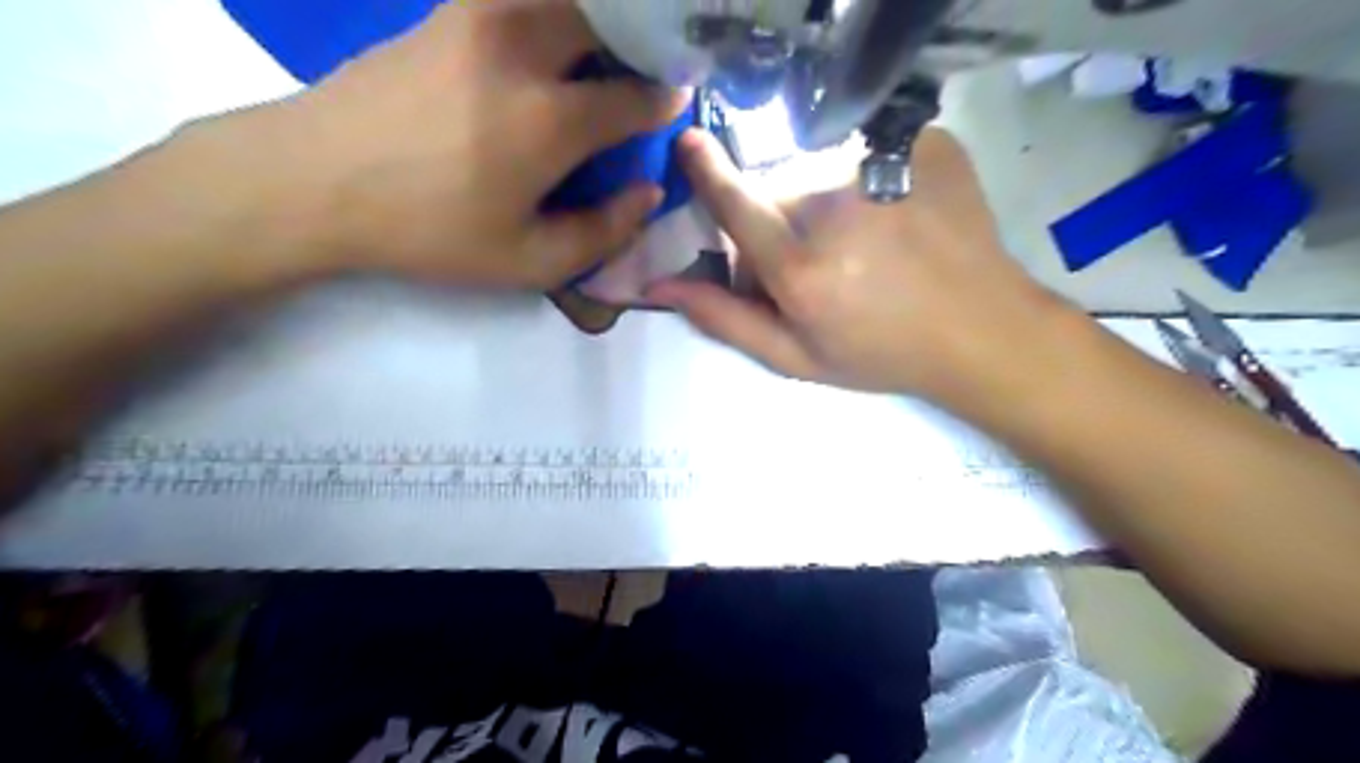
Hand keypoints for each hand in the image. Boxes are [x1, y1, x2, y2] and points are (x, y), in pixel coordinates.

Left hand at [272, 1, 692, 289]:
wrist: (312, 182)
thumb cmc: (429, 232)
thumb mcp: (527, 263)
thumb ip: (604, 232)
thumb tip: (647, 192)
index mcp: (550, 120)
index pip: (636, 96)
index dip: (665, 101)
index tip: (674, 104)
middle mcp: (522, 50)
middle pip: (607, 16)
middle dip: (639, 37)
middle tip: (643, 65)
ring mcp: (478, 17)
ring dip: (594, 17)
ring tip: (599, 53)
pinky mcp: (444, 10)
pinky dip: (547, 12)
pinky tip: (546, 43)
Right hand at [654, 131, 1079, 417]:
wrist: (981, 330)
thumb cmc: (882, 353)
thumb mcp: (797, 356)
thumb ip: (725, 319)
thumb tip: (659, 287)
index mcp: (801, 268)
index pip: (735, 203)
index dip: (706, 173)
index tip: (689, 144)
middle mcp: (835, 209)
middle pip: (776, 192)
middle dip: (776, 223)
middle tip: (813, 263)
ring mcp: (884, 169)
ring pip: (820, 171)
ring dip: (821, 202)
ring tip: (860, 245)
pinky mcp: (922, 146)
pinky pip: (865, 152)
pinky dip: (865, 180)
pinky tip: (893, 217)